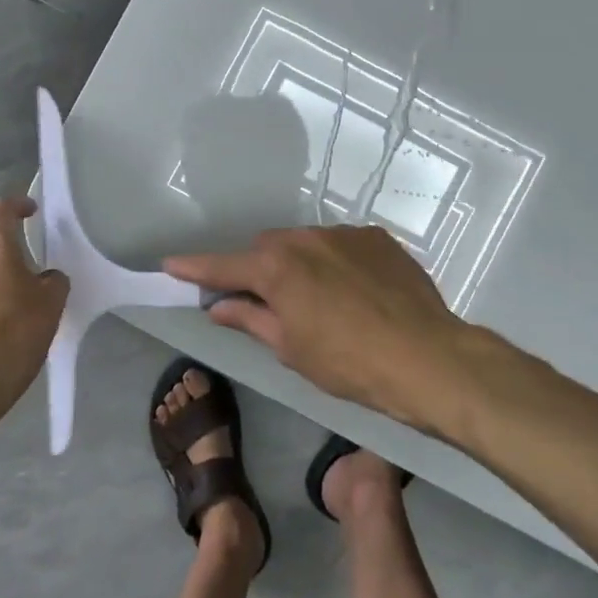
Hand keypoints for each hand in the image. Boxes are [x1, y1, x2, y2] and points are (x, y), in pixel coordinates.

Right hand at [165, 225, 466, 426]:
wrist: (427, 357)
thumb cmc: (350, 363)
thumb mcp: (291, 349)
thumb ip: (250, 319)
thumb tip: (218, 306)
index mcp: (278, 268)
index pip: (224, 266)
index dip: (196, 267)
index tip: (170, 264)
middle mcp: (307, 239)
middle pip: (267, 248)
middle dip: (259, 270)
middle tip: (265, 301)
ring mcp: (346, 234)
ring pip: (306, 243)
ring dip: (300, 264)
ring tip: (320, 300)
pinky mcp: (378, 238)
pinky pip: (341, 244)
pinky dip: (335, 262)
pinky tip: (353, 291)